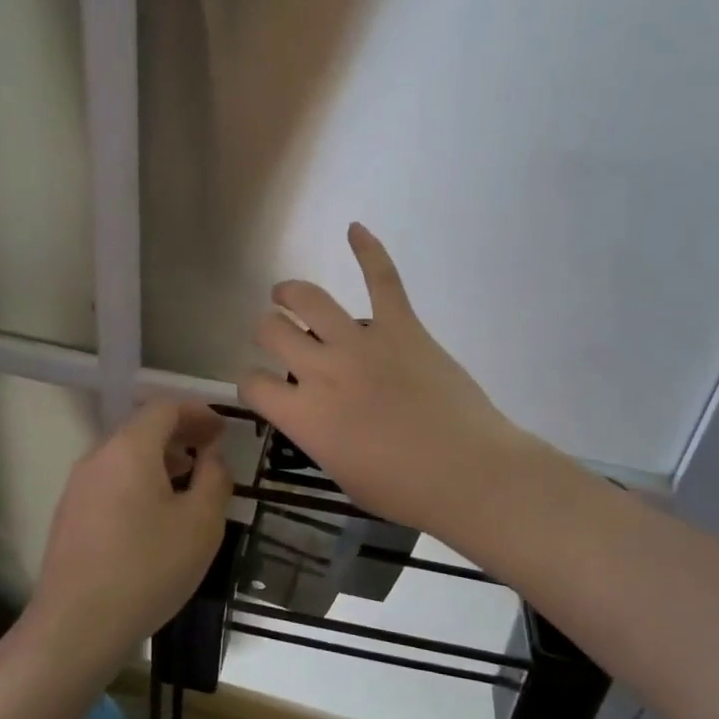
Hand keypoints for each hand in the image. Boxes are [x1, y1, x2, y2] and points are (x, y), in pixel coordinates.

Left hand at [27, 399, 232, 675]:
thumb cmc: (148, 568)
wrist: (77, 627)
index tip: (222, 430)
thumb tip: (210, 458)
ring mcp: (78, 487)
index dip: (198, 412)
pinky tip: (155, 514)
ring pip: (124, 456)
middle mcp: (98, 457)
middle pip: (141, 428)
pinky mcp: (69, 515)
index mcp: (130, 449)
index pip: (165, 408)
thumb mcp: (201, 523)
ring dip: (159, 459)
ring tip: (187, 482)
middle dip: (179, 434)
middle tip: (210, 452)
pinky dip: (138, 480)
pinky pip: (110, 480)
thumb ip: (215, 479)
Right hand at [239, 224, 527, 534]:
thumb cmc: (403, 489)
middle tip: (277, 334)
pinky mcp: (402, 327)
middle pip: (272, 331)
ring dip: (291, 293)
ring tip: (287, 294)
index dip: (251, 382)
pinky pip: (382, 279)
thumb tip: (315, 412)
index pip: (253, 383)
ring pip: (310, 299)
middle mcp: (322, 370)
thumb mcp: (341, 472)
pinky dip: (369, 250)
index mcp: (304, 414)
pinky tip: (355, 228)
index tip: (263, 385)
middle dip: (267, 331)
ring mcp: (362, 342)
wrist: (467, 473)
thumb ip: (317, 434)